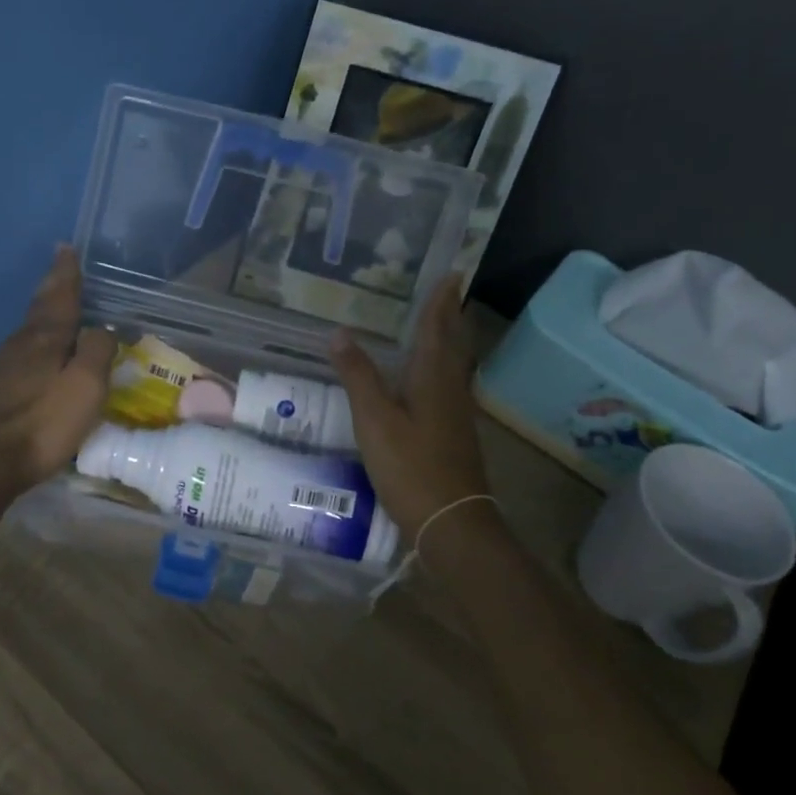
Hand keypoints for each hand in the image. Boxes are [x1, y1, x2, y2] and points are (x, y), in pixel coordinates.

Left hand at [0, 246, 116, 498]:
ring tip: (54, 302)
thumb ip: (97, 352)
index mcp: (45, 338)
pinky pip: (21, 351)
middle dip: (52, 285)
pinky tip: (36, 350)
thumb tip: (102, 330)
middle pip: (40, 307)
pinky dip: (34, 340)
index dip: (66, 273)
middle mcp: (20, 344)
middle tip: (58, 264)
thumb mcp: (85, 387)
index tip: (65, 247)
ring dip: (43, 311)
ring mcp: (1, 366)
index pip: (61, 297)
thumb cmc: (43, 423)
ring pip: (28, 329)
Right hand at [330, 276, 491, 543]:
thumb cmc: (411, 466)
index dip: (442, 301)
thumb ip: (358, 376)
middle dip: (449, 317)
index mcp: (433, 379)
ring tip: (434, 327)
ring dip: (446, 342)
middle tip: (446, 293)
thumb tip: (340, 333)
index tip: (453, 273)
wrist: (451, 521)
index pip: (438, 329)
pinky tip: (424, 381)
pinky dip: (437, 370)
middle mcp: (450, 390)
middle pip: (453, 345)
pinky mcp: (453, 436)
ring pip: (452, 367)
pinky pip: (446, 388)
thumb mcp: (374, 419)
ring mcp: (456, 415)